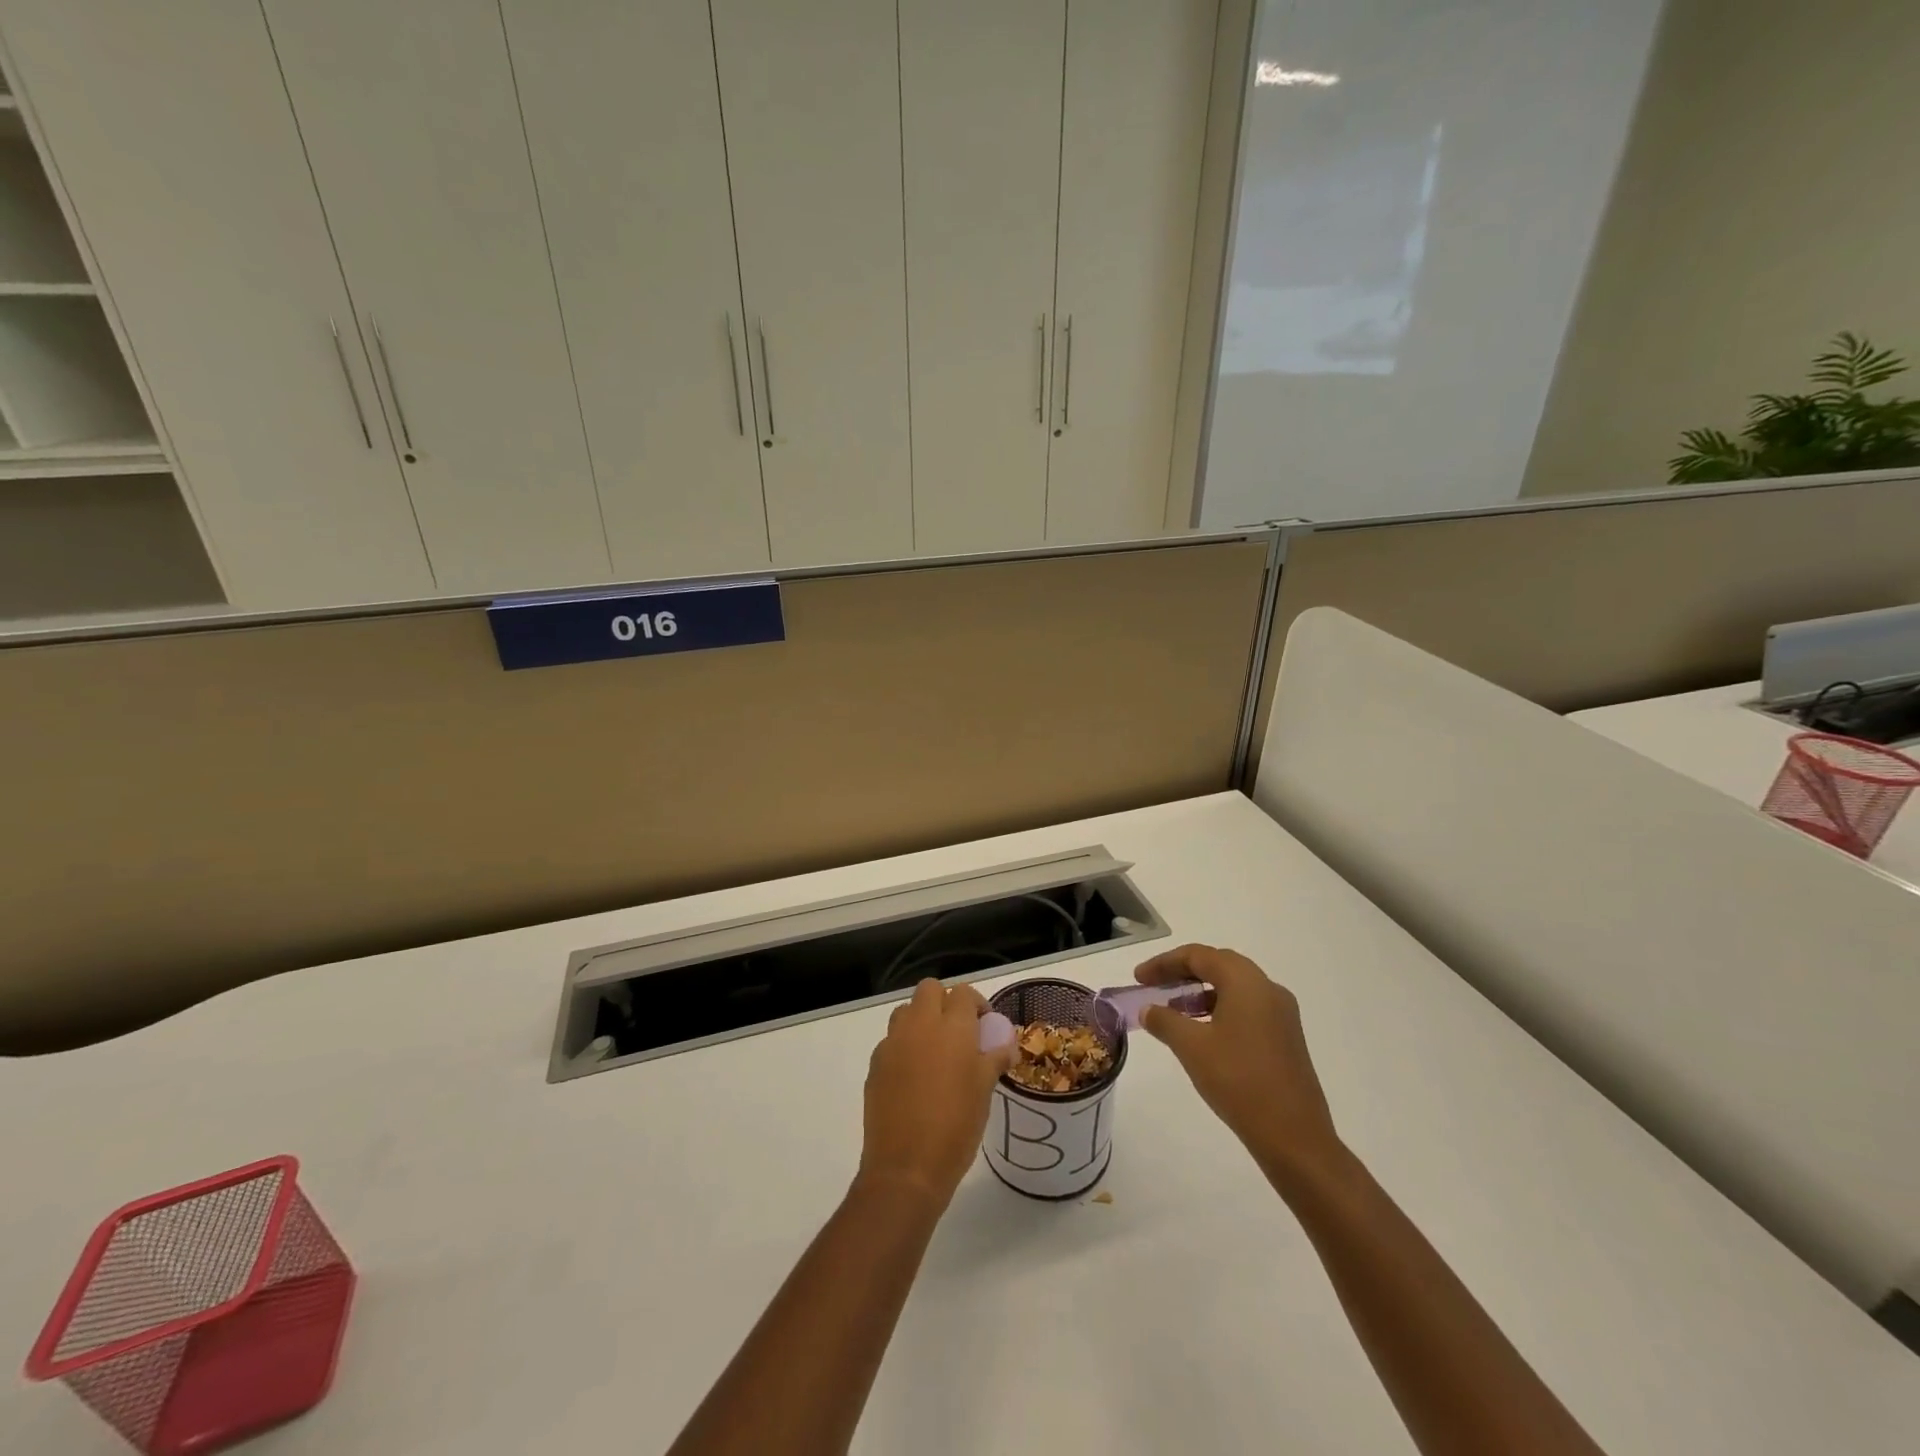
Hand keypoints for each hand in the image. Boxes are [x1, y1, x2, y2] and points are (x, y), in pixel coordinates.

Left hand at [859, 979, 1017, 1208]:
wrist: (907, 1168)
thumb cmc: (957, 1126)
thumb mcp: (984, 1091)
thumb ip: (994, 1059)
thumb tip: (1006, 1046)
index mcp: (952, 1027)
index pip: (963, 993)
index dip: (976, 1004)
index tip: (984, 1026)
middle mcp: (920, 1025)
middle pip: (929, 989)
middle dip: (944, 1001)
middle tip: (959, 1031)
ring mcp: (893, 1043)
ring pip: (906, 1011)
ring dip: (921, 1019)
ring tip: (935, 1051)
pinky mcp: (876, 1064)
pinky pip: (891, 1041)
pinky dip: (904, 1046)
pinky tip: (914, 1077)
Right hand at [1135, 944, 1343, 1185]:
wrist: (1294, 1137)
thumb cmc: (1239, 1081)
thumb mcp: (1191, 1047)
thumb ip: (1164, 1021)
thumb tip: (1148, 1009)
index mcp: (1246, 982)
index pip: (1198, 956)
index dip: (1164, 963)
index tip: (1138, 978)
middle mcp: (1268, 989)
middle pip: (1218, 965)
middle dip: (1182, 972)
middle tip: (1154, 986)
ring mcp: (1282, 1014)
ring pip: (1234, 987)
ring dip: (1201, 992)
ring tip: (1173, 1010)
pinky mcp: (1286, 1038)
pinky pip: (1246, 1008)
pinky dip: (1219, 1009)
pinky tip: (1202, 1032)